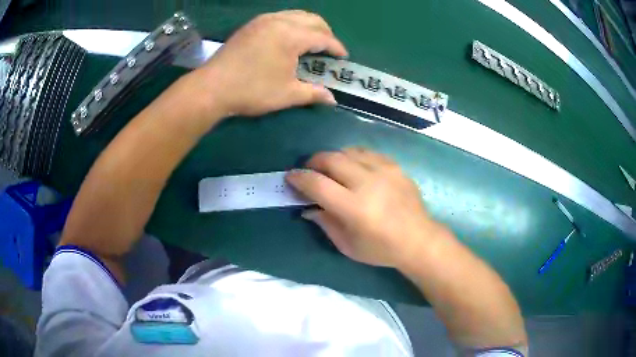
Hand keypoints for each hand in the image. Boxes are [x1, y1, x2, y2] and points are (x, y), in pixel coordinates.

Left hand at [194, 10, 347, 116]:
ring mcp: (263, 20)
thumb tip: (333, 100)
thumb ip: (313, 93)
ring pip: (296, 15)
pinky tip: (289, 38)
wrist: (212, 87)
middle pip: (312, 19)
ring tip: (312, 42)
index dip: (336, 48)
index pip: (323, 38)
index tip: (343, 57)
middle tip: (329, 49)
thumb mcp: (287, 94)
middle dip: (326, 33)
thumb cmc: (252, 91)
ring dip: (309, 26)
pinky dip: (292, 24)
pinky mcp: (252, 24)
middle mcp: (280, 21)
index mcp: (292, 36)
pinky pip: (280, 17)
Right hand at [286, 148, 448, 267]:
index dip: (299, 178)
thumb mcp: (347, 245)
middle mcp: (368, 184)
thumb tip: (307, 207)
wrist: (418, 239)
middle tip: (310, 171)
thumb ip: (325, 223)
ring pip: (348, 151)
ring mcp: (384, 171)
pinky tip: (353, 167)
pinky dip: (353, 156)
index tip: (291, 177)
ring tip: (330, 169)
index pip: (318, 184)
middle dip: (313, 162)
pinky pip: (367, 152)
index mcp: (354, 208)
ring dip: (333, 157)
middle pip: (331, 159)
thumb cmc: (381, 249)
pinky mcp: (395, 167)